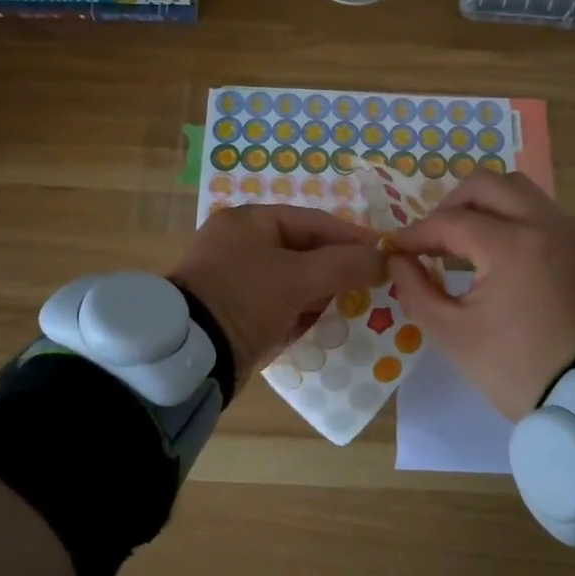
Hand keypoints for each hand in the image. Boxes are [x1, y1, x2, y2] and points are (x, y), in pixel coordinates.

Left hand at [169, 205, 383, 388]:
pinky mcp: (235, 310)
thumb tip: (384, 260)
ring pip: (293, 279)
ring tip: (355, 306)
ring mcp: (235, 278)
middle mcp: (240, 243)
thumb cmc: (244, 299)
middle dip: (337, 268)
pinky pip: (279, 304)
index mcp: (249, 221)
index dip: (352, 238)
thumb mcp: (298, 278)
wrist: (189, 355)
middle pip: (304, 250)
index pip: (313, 221)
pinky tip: (325, 324)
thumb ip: (344, 265)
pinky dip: (301, 312)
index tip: (385, 254)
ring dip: (322, 293)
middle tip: (373, 284)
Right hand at [386, 172, 574, 420]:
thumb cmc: (515, 367)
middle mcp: (541, 224)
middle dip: (450, 204)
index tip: (395, 249)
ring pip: (516, 189)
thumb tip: (398, 260)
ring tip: (462, 238)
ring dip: (483, 203)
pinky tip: (493, 249)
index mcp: (510, 246)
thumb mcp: (452, 334)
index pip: (450, 221)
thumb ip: (415, 290)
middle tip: (432, 237)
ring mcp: (565, 232)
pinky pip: (537, 209)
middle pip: (486, 184)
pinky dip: (509, 215)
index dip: (416, 234)